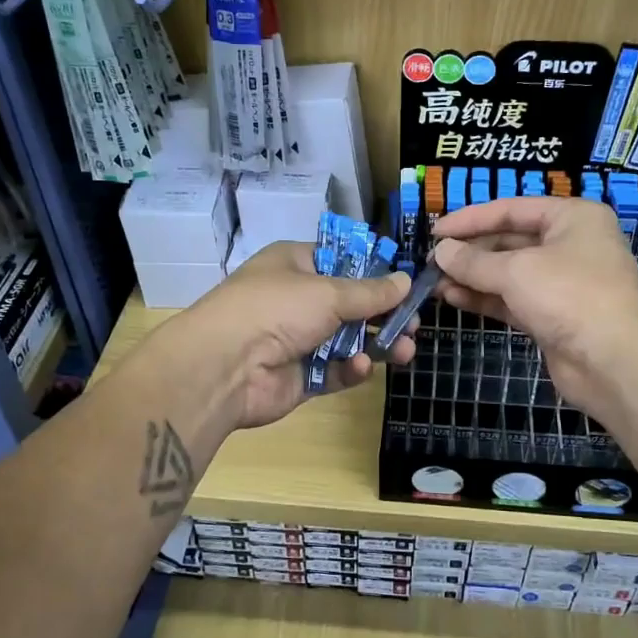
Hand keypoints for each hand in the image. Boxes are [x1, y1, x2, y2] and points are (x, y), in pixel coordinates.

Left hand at [158, 241, 414, 429]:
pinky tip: (361, 368)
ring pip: (347, 340)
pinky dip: (350, 369)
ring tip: (405, 350)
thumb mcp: (328, 292)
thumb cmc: (275, 310)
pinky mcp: (300, 376)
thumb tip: (406, 280)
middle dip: (383, 314)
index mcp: (294, 265)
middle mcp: (295, 299)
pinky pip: (334, 370)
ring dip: (376, 344)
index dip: (373, 272)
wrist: (224, 367)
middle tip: (414, 324)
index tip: (405, 284)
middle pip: (350, 305)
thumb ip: (370, 292)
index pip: (341, 261)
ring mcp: (297, 339)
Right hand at [430, 197, 637, 422]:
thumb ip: (474, 261)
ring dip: (473, 277)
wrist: (613, 361)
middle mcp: (571, 245)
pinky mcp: (554, 316)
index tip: (435, 231)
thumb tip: (440, 252)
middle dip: (471, 252)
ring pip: (509, 273)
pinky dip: (485, 298)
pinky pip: (513, 299)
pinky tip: (453, 299)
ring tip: (435, 282)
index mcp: (573, 217)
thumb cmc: (569, 296)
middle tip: (433, 261)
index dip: (471, 219)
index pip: (512, 209)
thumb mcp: (516, 271)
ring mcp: (563, 283)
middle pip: (510, 241)